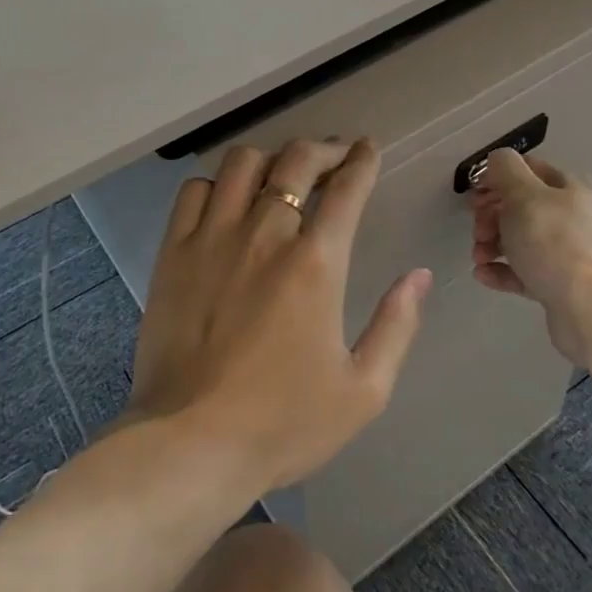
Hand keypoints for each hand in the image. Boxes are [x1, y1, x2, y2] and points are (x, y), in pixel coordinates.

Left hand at [128, 138, 431, 492]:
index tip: (368, 147)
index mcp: (315, 263)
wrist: (190, 444)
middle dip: (323, 149)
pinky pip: (194, 191)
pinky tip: (227, 201)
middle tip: (334, 157)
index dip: (363, 161)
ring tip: (281, 175)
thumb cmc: (282, 424)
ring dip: (271, 159)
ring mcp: (212, 238)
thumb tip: (418, 276)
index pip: (347, 189)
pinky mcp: (173, 252)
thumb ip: (397, 326)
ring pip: (242, 163)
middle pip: (296, 161)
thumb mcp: (363, 391)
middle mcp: (264, 234)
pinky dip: (217, 184)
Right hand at [468, 148, 591, 363]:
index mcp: (569, 187)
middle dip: (491, 215)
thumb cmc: (556, 243)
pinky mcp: (560, 285)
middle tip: (477, 231)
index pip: (527, 169)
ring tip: (479, 257)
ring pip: (520, 240)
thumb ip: (506, 170)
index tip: (473, 196)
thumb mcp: (525, 195)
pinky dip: (501, 271)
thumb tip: (497, 161)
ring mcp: (568, 252)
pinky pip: (524, 272)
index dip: (496, 178)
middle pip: (521, 206)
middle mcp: (572, 215)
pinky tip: (483, 275)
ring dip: (492, 244)